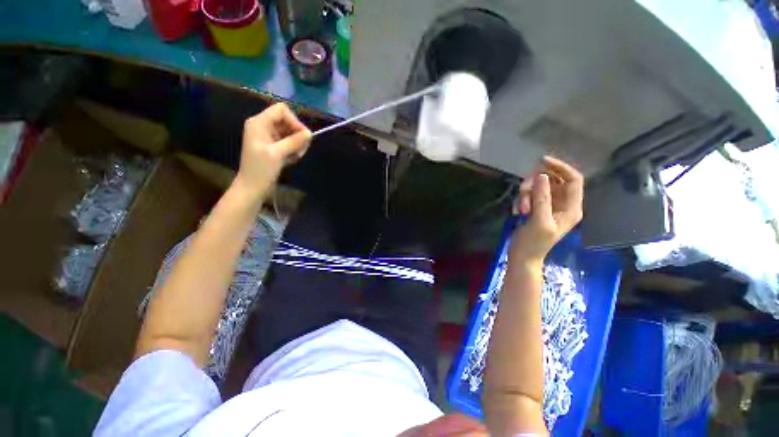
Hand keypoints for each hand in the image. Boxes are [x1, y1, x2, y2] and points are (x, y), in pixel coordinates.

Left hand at [235, 103, 311, 198]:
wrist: (252, 187)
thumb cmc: (261, 169)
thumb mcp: (277, 154)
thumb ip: (294, 141)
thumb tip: (310, 133)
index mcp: (259, 123)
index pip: (281, 111)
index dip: (294, 121)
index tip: (304, 137)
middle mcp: (263, 127)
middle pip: (287, 121)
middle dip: (297, 135)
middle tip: (301, 150)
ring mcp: (268, 137)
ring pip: (290, 133)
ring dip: (297, 144)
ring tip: (297, 157)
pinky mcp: (273, 147)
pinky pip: (288, 143)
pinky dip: (293, 150)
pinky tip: (292, 160)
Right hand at [510, 156, 583, 264]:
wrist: (522, 256)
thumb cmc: (534, 243)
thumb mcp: (539, 221)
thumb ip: (542, 198)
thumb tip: (541, 175)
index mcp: (571, 208)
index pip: (573, 179)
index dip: (561, 167)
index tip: (542, 161)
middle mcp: (563, 204)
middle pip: (552, 181)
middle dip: (536, 185)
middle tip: (523, 193)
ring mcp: (549, 206)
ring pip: (538, 187)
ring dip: (526, 194)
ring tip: (520, 209)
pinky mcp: (536, 208)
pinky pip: (530, 195)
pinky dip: (522, 200)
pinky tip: (516, 211)